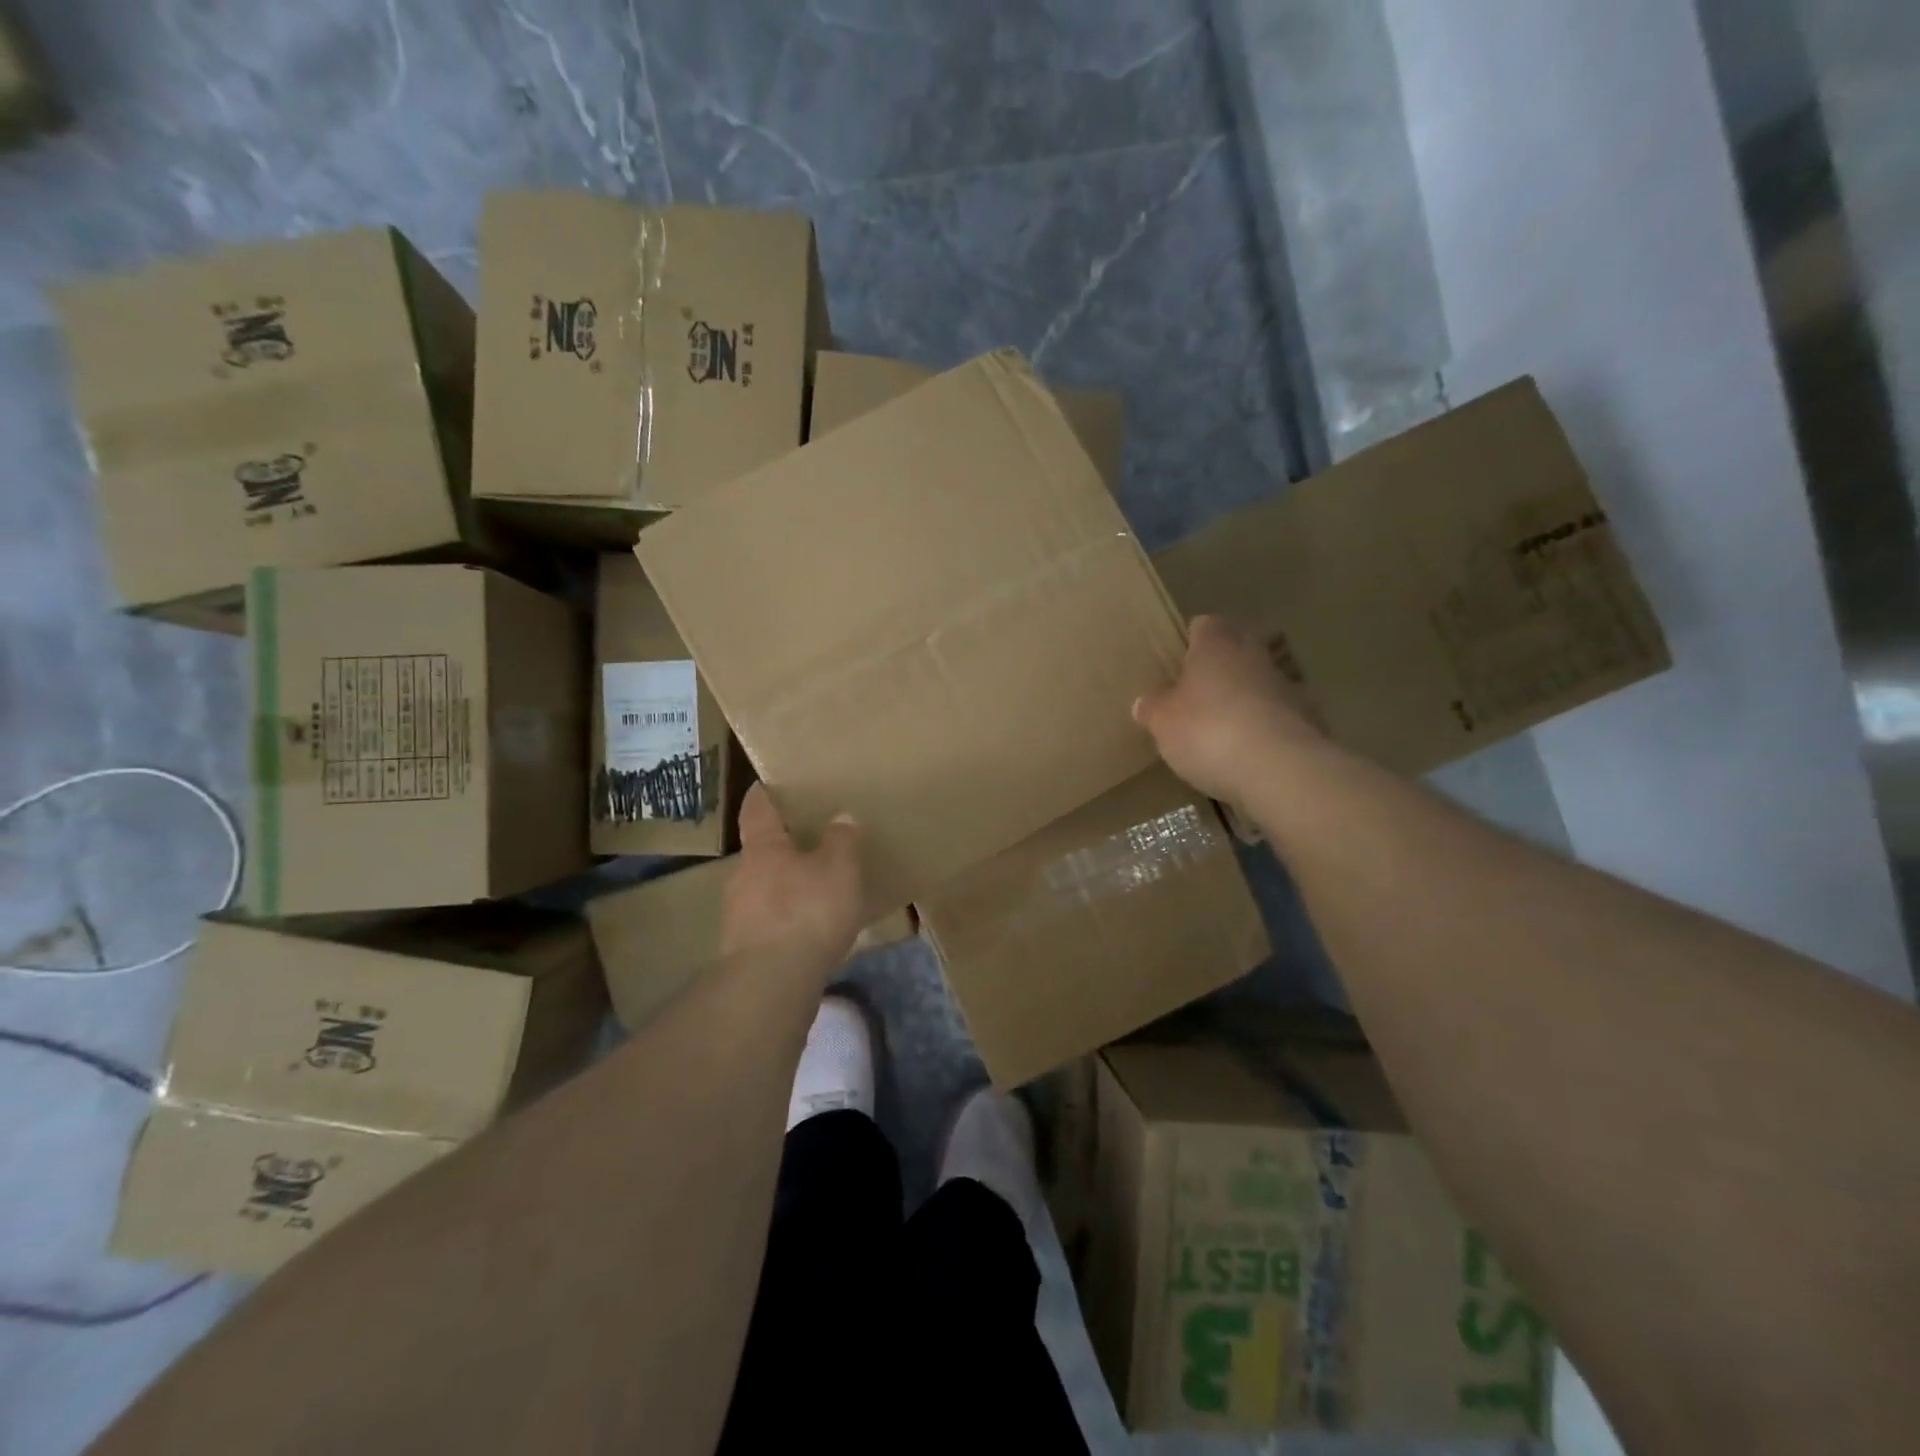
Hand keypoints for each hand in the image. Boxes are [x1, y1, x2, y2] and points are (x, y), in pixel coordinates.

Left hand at [720, 785, 865, 964]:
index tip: (767, 784)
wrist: (771, 983)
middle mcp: (741, 876)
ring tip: (815, 893)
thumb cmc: (806, 912)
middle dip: (782, 849)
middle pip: (761, 853)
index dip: (763, 795)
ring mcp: (737, 915)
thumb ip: (841, 841)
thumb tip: (840, 817)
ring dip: (785, 888)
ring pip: (763, 890)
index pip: (757, 810)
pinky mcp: (743, 951)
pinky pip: (768, 923)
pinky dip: (786, 921)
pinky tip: (809, 932)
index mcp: (763, 848)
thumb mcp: (839, 869)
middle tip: (810, 845)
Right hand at [1133, 615, 1324, 802]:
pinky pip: (1276, 716)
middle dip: (1220, 666)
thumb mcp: (1163, 723)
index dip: (1192, 639)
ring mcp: (1285, 688)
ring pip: (1258, 682)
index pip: (1205, 625)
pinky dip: (1262, 727)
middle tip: (1196, 691)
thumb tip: (1144, 702)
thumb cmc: (1208, 731)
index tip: (1179, 658)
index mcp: (1216, 646)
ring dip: (1243, 698)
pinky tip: (1246, 752)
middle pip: (1237, 650)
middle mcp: (1253, 657)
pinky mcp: (1305, 720)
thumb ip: (1153, 709)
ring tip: (1220, 726)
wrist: (1280, 769)